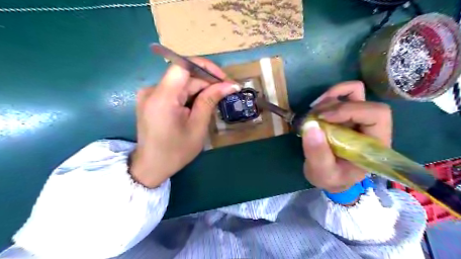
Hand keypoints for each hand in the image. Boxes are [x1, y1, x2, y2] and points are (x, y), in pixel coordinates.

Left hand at [128, 58, 239, 187]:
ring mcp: (150, 94)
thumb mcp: (197, 127)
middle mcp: (152, 90)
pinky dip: (190, 95)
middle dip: (207, 82)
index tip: (223, 78)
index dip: (205, 67)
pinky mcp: (152, 100)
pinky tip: (200, 105)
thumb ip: (210, 100)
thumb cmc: (176, 151)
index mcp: (162, 97)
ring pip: (181, 83)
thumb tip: (230, 85)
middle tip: (227, 91)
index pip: (183, 65)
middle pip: (184, 75)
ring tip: (216, 100)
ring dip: (200, 89)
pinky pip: (175, 90)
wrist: (151, 166)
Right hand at [305, 81, 390, 193]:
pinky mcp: (346, 115)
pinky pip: (342, 95)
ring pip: (354, 92)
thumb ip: (317, 154)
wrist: (331, 178)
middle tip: (313, 117)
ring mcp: (358, 118)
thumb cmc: (332, 178)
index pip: (376, 115)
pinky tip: (316, 108)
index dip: (349, 110)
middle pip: (363, 100)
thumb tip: (310, 125)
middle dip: (335, 104)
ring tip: (313, 113)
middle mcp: (370, 127)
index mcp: (374, 144)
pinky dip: (329, 96)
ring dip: (331, 97)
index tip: (322, 118)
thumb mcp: (322, 173)